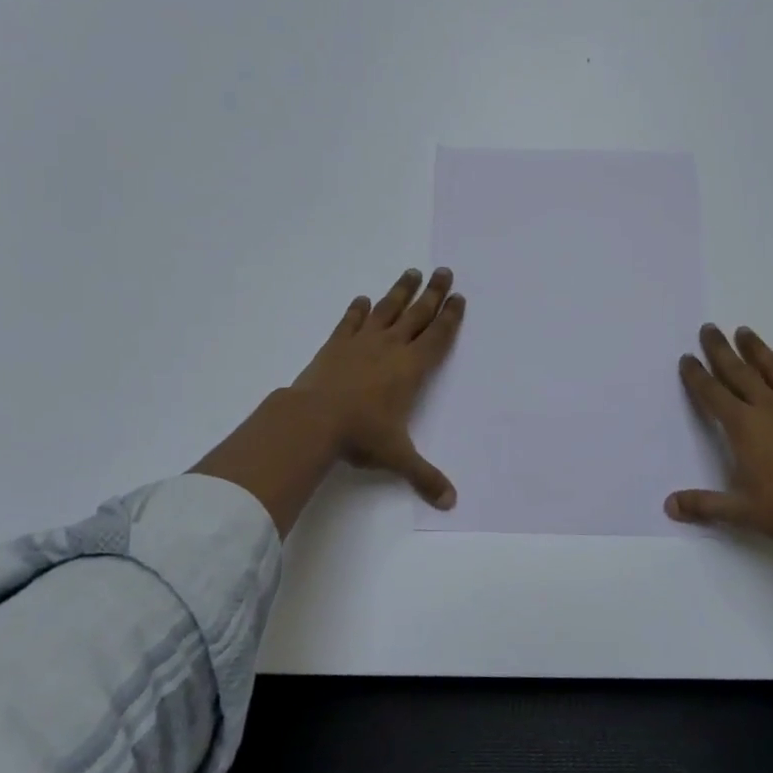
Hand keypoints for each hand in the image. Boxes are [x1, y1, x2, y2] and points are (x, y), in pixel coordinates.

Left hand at [291, 266, 464, 507]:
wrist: (314, 419)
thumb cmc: (362, 435)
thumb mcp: (397, 457)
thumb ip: (425, 476)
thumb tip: (450, 502)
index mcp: (412, 368)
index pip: (438, 336)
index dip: (450, 316)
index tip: (458, 296)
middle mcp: (391, 347)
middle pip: (418, 313)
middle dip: (433, 292)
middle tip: (444, 270)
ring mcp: (362, 342)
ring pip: (387, 310)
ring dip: (400, 291)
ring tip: (411, 272)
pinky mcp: (336, 344)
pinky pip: (350, 321)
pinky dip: (357, 310)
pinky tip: (362, 299)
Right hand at [667, 323, 772, 548]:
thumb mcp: (742, 512)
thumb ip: (704, 505)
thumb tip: (669, 505)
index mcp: (744, 427)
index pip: (713, 394)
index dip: (697, 376)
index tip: (687, 357)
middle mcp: (768, 408)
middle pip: (739, 371)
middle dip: (721, 349)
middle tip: (709, 328)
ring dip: (758, 350)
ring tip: (745, 331)